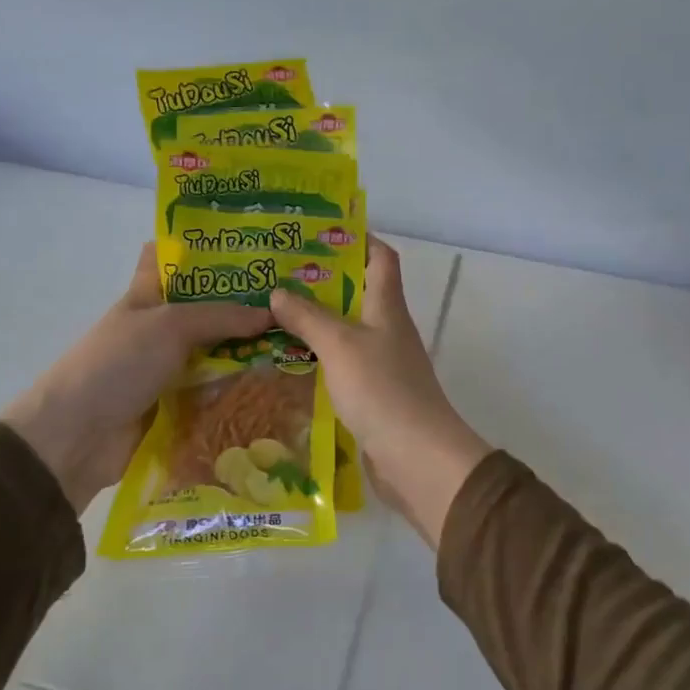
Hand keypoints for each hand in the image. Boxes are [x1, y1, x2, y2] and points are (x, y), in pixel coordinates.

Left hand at [0, 243, 270, 508]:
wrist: (76, 437)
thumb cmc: (117, 364)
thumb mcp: (169, 326)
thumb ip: (222, 316)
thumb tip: (272, 315)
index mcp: (147, 295)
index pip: (170, 257)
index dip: (203, 248)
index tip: (249, 246)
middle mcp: (160, 327)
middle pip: (207, 308)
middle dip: (245, 304)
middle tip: (296, 299)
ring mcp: (168, 366)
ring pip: (216, 350)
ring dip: (249, 350)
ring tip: (301, 341)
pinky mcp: (178, 403)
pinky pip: (215, 389)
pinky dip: (240, 388)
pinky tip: (280, 384)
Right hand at [270, 237, 490, 546]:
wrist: (417, 458)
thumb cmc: (382, 390)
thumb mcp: (340, 345)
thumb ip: (309, 317)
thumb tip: (278, 291)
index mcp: (387, 306)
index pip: (380, 257)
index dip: (357, 238)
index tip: (318, 231)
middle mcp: (387, 328)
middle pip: (358, 291)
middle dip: (321, 279)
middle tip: (276, 272)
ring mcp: (381, 362)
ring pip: (345, 329)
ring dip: (315, 319)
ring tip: (271, 311)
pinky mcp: (371, 393)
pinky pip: (340, 363)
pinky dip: (317, 356)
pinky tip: (286, 359)